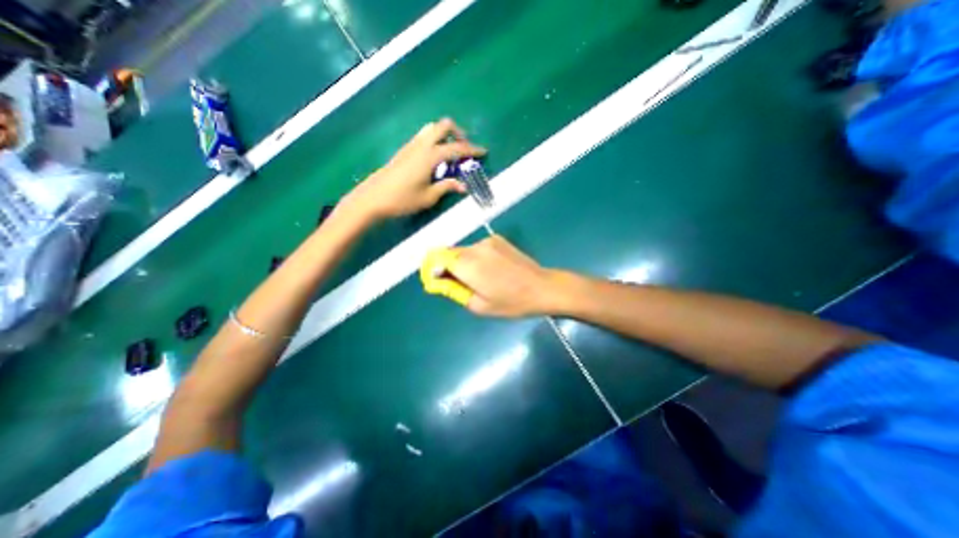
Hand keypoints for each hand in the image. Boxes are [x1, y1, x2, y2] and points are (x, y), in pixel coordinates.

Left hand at [338, 117, 486, 220]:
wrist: (372, 199)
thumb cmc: (403, 200)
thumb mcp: (429, 197)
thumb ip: (447, 187)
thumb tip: (463, 186)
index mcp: (431, 156)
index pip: (457, 148)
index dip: (472, 150)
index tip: (484, 152)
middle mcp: (421, 145)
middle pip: (443, 126)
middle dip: (458, 133)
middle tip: (465, 148)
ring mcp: (411, 146)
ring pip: (431, 128)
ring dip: (445, 135)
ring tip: (452, 152)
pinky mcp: (404, 151)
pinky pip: (423, 137)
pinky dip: (435, 140)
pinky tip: (436, 158)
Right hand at [421, 233, 563, 316]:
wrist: (542, 287)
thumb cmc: (511, 302)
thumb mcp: (479, 306)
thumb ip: (454, 290)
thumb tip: (439, 280)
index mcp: (468, 265)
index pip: (438, 258)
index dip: (434, 268)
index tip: (437, 281)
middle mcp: (475, 248)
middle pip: (450, 253)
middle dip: (448, 267)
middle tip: (460, 284)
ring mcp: (488, 241)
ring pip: (464, 250)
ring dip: (463, 262)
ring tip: (479, 278)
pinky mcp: (498, 239)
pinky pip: (478, 248)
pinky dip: (476, 257)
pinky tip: (491, 269)